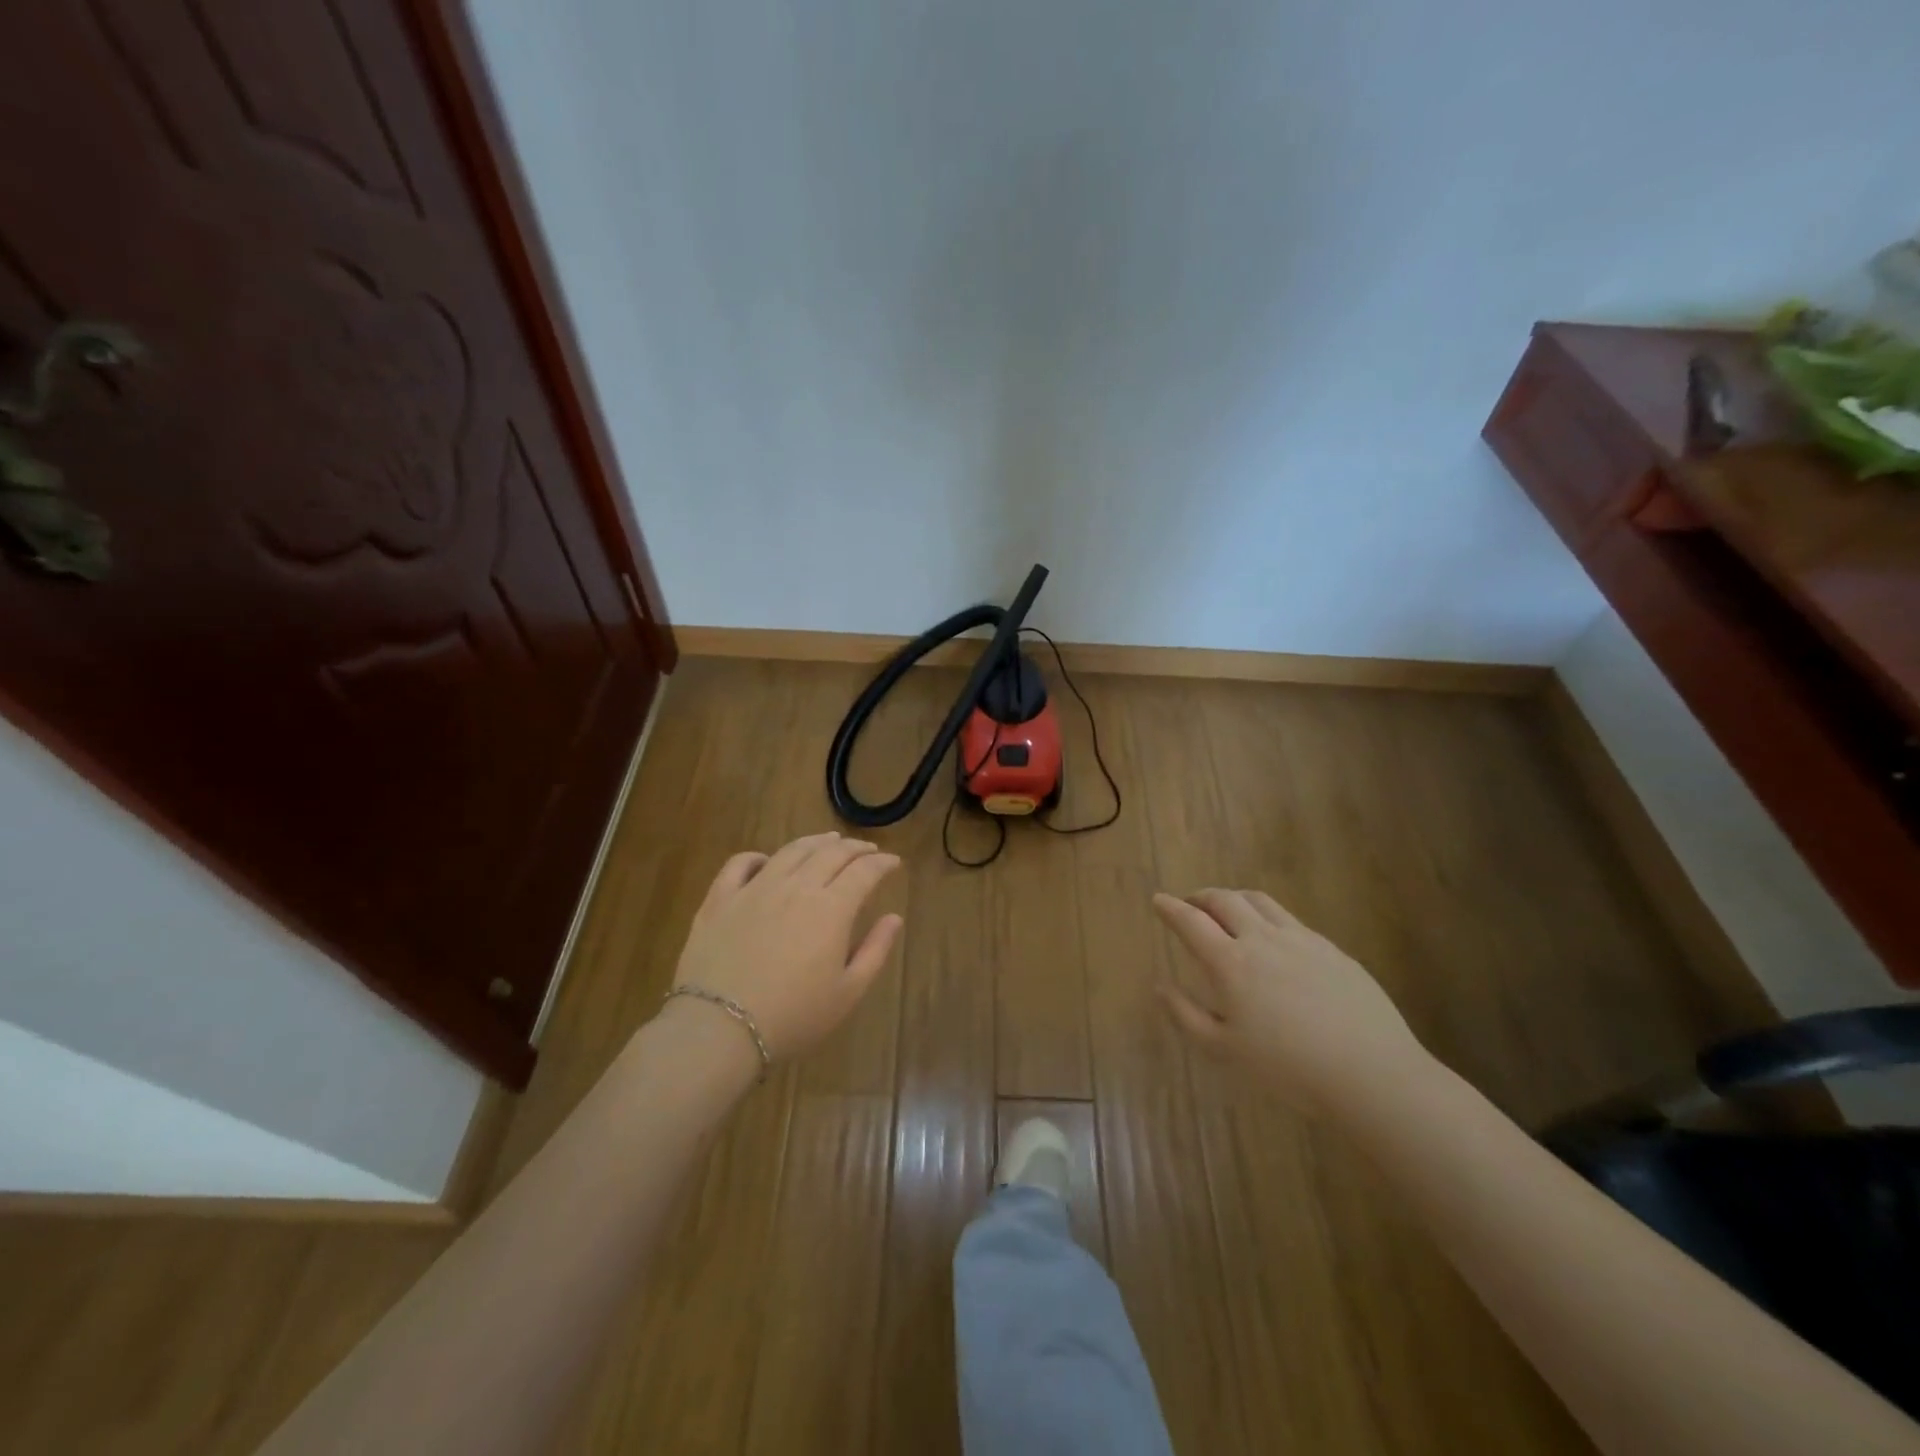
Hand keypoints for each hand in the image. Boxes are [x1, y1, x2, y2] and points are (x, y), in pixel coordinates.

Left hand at [671, 832, 903, 1063]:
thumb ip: (875, 951)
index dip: (882, 863)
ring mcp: (755, 888)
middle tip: (867, 850)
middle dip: (855, 847)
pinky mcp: (720, 898)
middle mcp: (796, 887)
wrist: (719, 1028)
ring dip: (815, 841)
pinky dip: (759, 856)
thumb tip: (894, 918)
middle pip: (831, 853)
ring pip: (791, 851)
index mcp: (832, 908)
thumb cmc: (793, 1017)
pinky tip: (767, 861)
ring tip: (828, 841)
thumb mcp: (848, 993)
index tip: (893, 862)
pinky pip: (741, 863)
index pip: (864, 871)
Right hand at [1153, 888, 1429, 1117]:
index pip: (1191, 922)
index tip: (1158, 900)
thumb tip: (1160, 986)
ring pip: (1259, 901)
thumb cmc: (1288, 1068)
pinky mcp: (1331, 949)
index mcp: (1231, 963)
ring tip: (1227, 910)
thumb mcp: (1224, 1051)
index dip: (1170, 908)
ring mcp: (1301, 940)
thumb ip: (1186, 1015)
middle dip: (1201, 897)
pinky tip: (1272, 936)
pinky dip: (1267, 915)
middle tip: (1190, 904)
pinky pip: (1290, 919)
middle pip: (1224, 900)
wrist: (1371, 1074)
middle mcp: (1262, 939)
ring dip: (1234, 898)